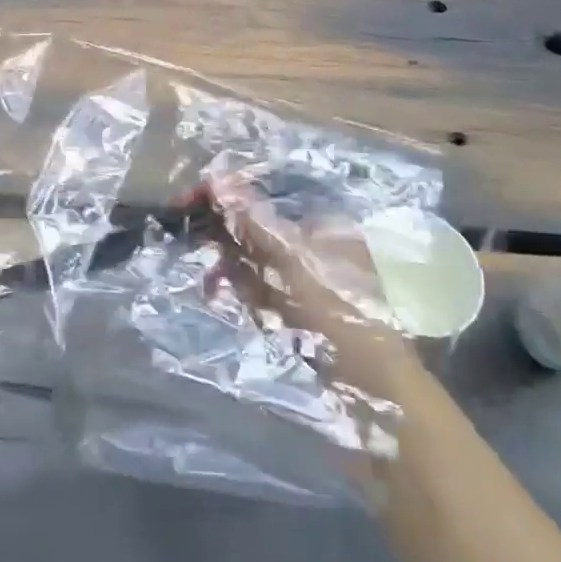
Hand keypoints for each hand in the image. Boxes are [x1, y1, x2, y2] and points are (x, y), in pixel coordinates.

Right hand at [204, 175, 412, 395]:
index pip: (263, 197)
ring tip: (211, 283)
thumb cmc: (338, 308)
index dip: (225, 196)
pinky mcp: (297, 306)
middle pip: (255, 226)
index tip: (187, 201)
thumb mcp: (291, 257)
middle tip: (190, 240)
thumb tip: (216, 178)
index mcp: (320, 221)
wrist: (373, 383)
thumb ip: (252, 220)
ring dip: (227, 266)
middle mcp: (314, 243)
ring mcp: (305, 276)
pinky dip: (241, 290)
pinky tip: (226, 298)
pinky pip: (259, 287)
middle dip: (223, 234)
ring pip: (252, 259)